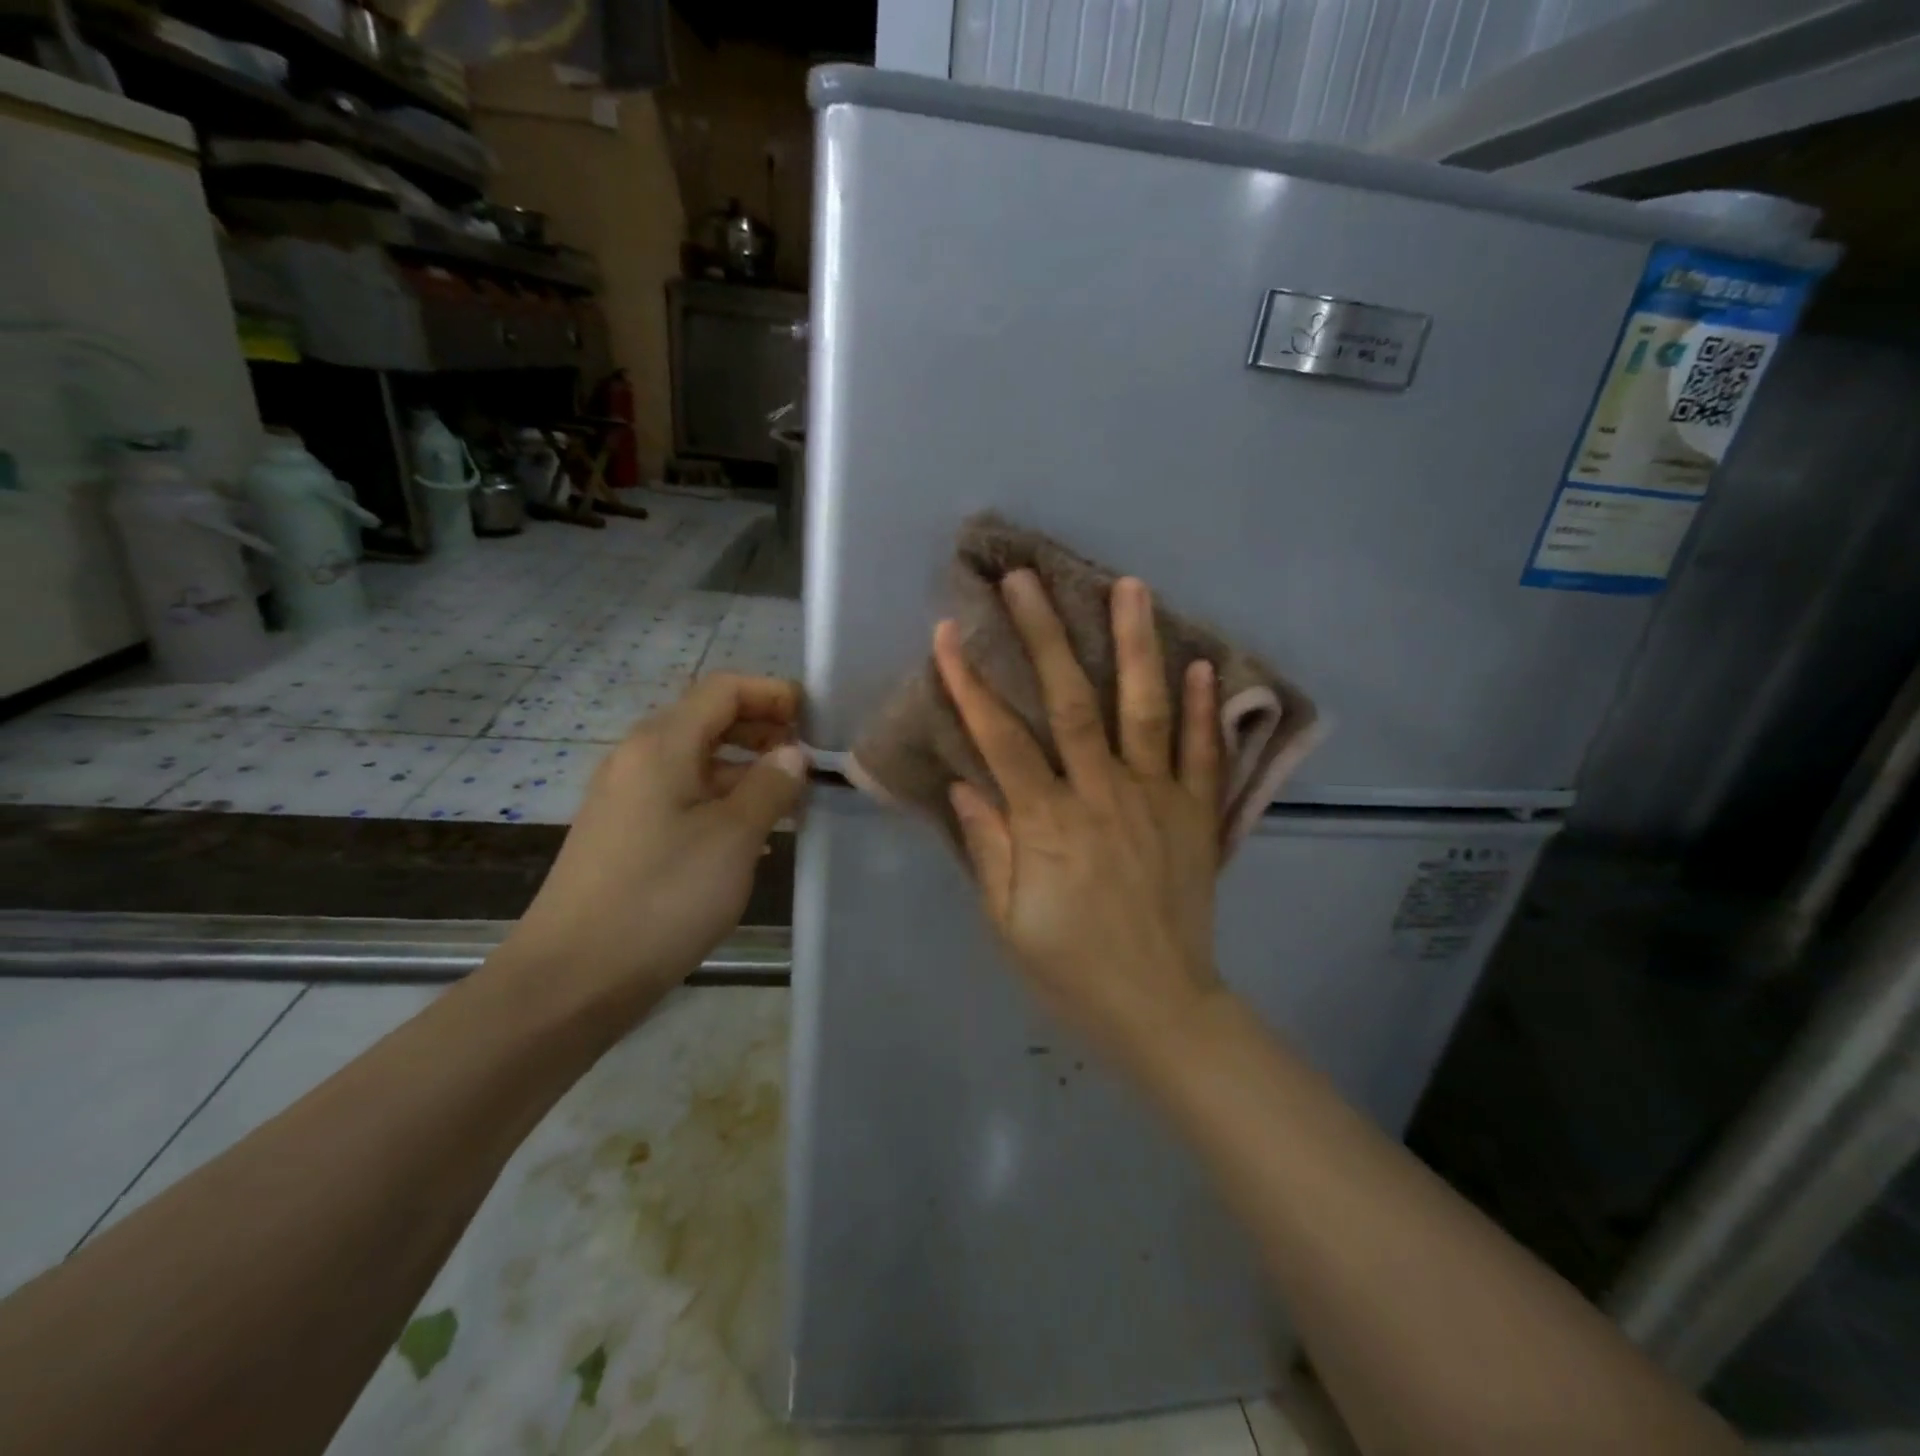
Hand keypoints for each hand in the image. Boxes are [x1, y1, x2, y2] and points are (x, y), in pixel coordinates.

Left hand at [496, 675, 807, 1020]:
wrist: (572, 978)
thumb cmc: (662, 897)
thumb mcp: (733, 837)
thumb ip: (770, 785)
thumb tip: (792, 754)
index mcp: (662, 744)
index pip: (724, 689)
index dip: (773, 694)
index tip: (816, 721)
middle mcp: (638, 757)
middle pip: (709, 720)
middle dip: (763, 730)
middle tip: (809, 760)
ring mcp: (627, 796)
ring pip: (698, 762)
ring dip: (746, 770)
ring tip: (791, 800)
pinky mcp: (624, 832)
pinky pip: (682, 795)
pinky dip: (722, 799)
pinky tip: (751, 834)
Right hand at [933, 571, 1226, 1066]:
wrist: (1161, 1009)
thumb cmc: (1071, 970)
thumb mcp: (1008, 922)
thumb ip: (989, 848)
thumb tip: (968, 784)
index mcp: (1049, 825)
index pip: (1002, 741)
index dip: (971, 685)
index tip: (948, 632)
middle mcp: (1104, 797)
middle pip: (1072, 704)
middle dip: (1045, 636)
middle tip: (1027, 580)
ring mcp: (1158, 801)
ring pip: (1145, 711)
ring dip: (1135, 646)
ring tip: (1129, 587)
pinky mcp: (1197, 816)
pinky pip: (1202, 755)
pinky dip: (1205, 708)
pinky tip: (1202, 663)